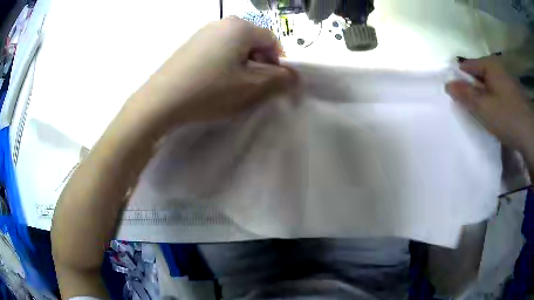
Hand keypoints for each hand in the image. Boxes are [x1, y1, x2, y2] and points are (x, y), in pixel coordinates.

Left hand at [129, 17, 295, 128]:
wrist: (160, 101)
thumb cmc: (209, 90)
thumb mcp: (250, 87)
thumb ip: (278, 80)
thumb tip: (295, 77)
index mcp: (240, 27)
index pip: (272, 40)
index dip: (278, 62)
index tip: (273, 83)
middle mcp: (222, 23)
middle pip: (253, 41)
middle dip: (259, 63)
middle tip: (253, 86)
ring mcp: (203, 32)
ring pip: (235, 46)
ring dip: (242, 65)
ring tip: (232, 86)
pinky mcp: (190, 44)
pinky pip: (217, 50)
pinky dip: (224, 64)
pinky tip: (214, 81)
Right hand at [446, 57, 533, 151]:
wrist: (531, 134)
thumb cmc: (508, 117)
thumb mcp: (484, 107)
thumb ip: (465, 95)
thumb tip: (448, 84)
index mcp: (489, 65)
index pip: (466, 66)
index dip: (459, 80)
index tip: (456, 98)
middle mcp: (498, 68)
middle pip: (479, 77)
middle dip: (472, 91)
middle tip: (470, 110)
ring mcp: (508, 82)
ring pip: (489, 88)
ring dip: (484, 99)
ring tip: (483, 116)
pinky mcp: (514, 96)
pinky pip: (499, 96)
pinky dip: (494, 104)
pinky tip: (495, 118)